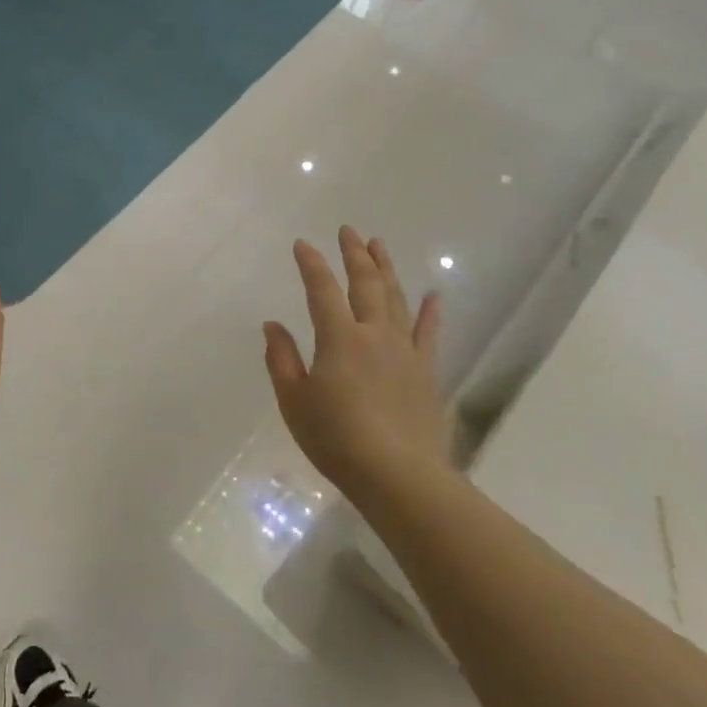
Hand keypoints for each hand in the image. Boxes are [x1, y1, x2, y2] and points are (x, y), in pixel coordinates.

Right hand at [264, 226, 443, 497]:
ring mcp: (405, 350)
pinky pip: (429, 333)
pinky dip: (430, 312)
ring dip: (387, 269)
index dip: (311, 264)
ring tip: (380, 245)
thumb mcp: (294, 402)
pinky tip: (433, 295)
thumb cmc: (336, 439)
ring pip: (396, 298)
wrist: (398, 475)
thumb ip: (282, 360)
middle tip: (349, 230)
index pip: (321, 290)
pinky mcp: (426, 371)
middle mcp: (374, 334)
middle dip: (355, 254)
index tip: (302, 244)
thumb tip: (272, 325)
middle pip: (366, 283)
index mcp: (339, 338)